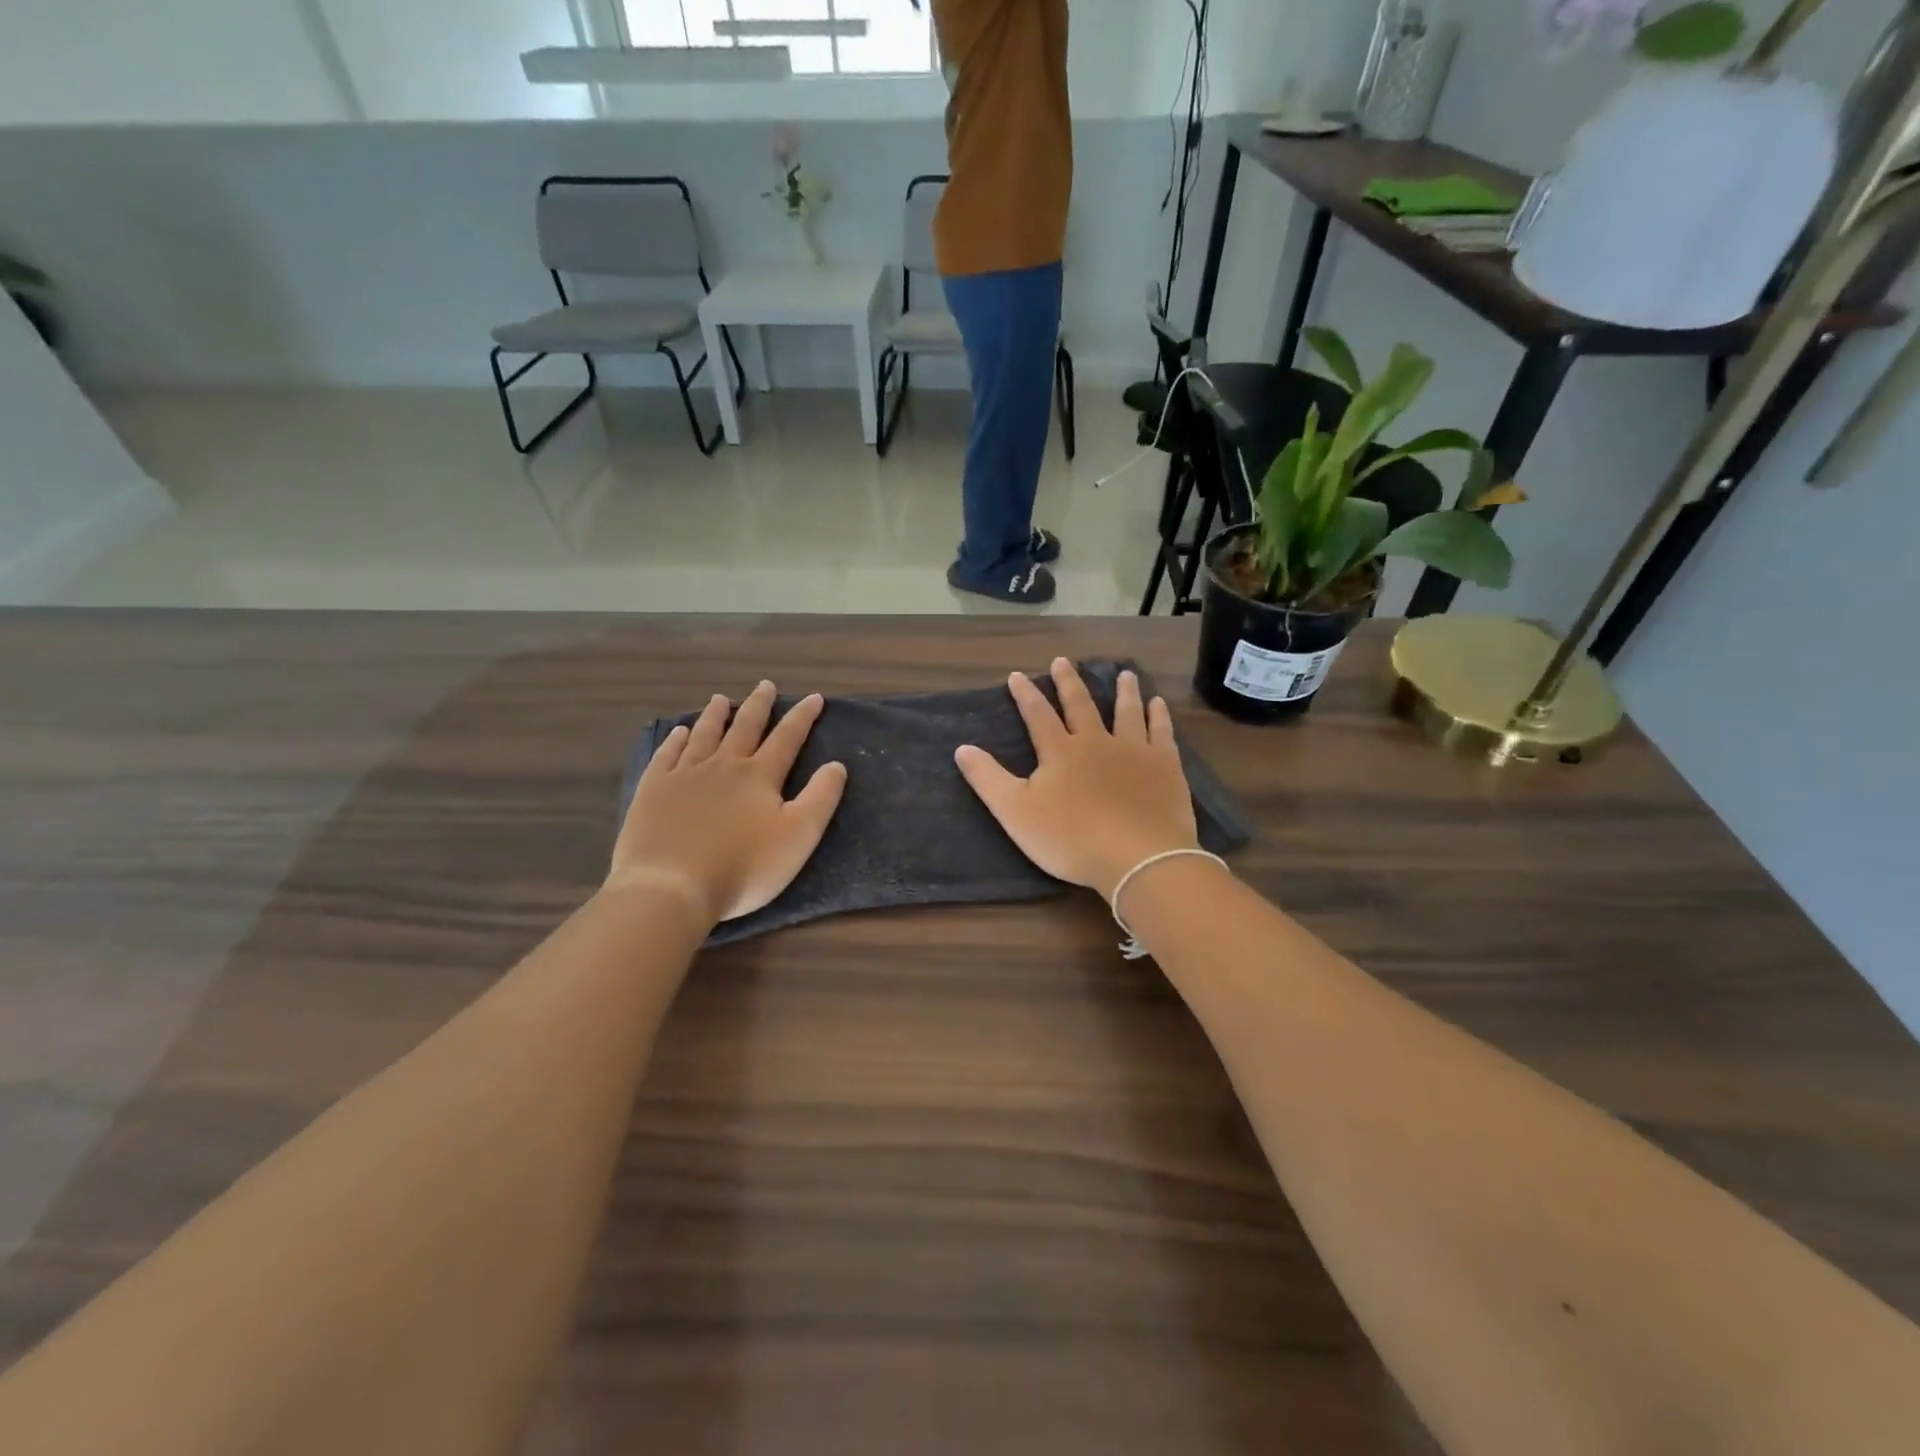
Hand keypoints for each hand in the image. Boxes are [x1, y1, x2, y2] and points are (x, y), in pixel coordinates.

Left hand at [609, 682, 847, 924]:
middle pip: (744, 728)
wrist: (671, 886)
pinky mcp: (653, 791)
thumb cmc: (743, 867)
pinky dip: (674, 740)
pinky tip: (677, 733)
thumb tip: (837, 764)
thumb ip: (820, 798)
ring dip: (714, 716)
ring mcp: (684, 776)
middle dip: (758, 706)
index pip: (787, 738)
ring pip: (703, 736)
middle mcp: (723, 766)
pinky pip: (666, 756)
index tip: (814, 698)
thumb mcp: (798, 836)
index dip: (803, 717)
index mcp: (759, 776)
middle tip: (765, 685)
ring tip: (720, 699)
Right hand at [955, 659, 1198, 900]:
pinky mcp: (1164, 766)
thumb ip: (988, 779)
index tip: (1018, 675)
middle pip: (1081, 705)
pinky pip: (1161, 732)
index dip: (1026, 695)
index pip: (1038, 715)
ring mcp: (1134, 751)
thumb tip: (962, 747)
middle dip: (1069, 682)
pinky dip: (1158, 716)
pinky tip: (1158, 704)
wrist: (1137, 857)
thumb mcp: (1016, 813)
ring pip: (1127, 711)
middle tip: (1063, 661)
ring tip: (1123, 674)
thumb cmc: (1071, 839)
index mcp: (1060, 751)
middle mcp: (1096, 741)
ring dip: (1123, 691)